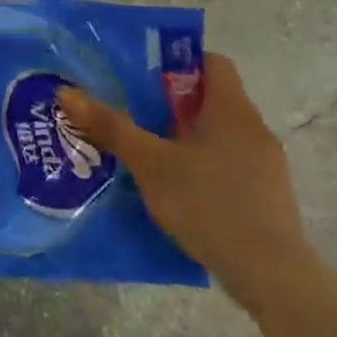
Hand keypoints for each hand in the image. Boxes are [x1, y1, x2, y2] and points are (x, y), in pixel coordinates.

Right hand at [59, 54, 312, 304]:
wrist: (270, 275)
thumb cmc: (208, 203)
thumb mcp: (149, 163)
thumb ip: (110, 126)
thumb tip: (66, 92)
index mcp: (231, 110)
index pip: (211, 62)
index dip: (177, 61)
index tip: (141, 76)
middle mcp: (253, 130)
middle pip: (209, 99)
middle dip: (167, 103)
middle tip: (128, 113)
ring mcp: (263, 165)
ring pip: (215, 134)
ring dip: (180, 137)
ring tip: (142, 152)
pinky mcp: (264, 195)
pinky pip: (225, 163)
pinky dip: (196, 165)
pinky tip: (171, 188)